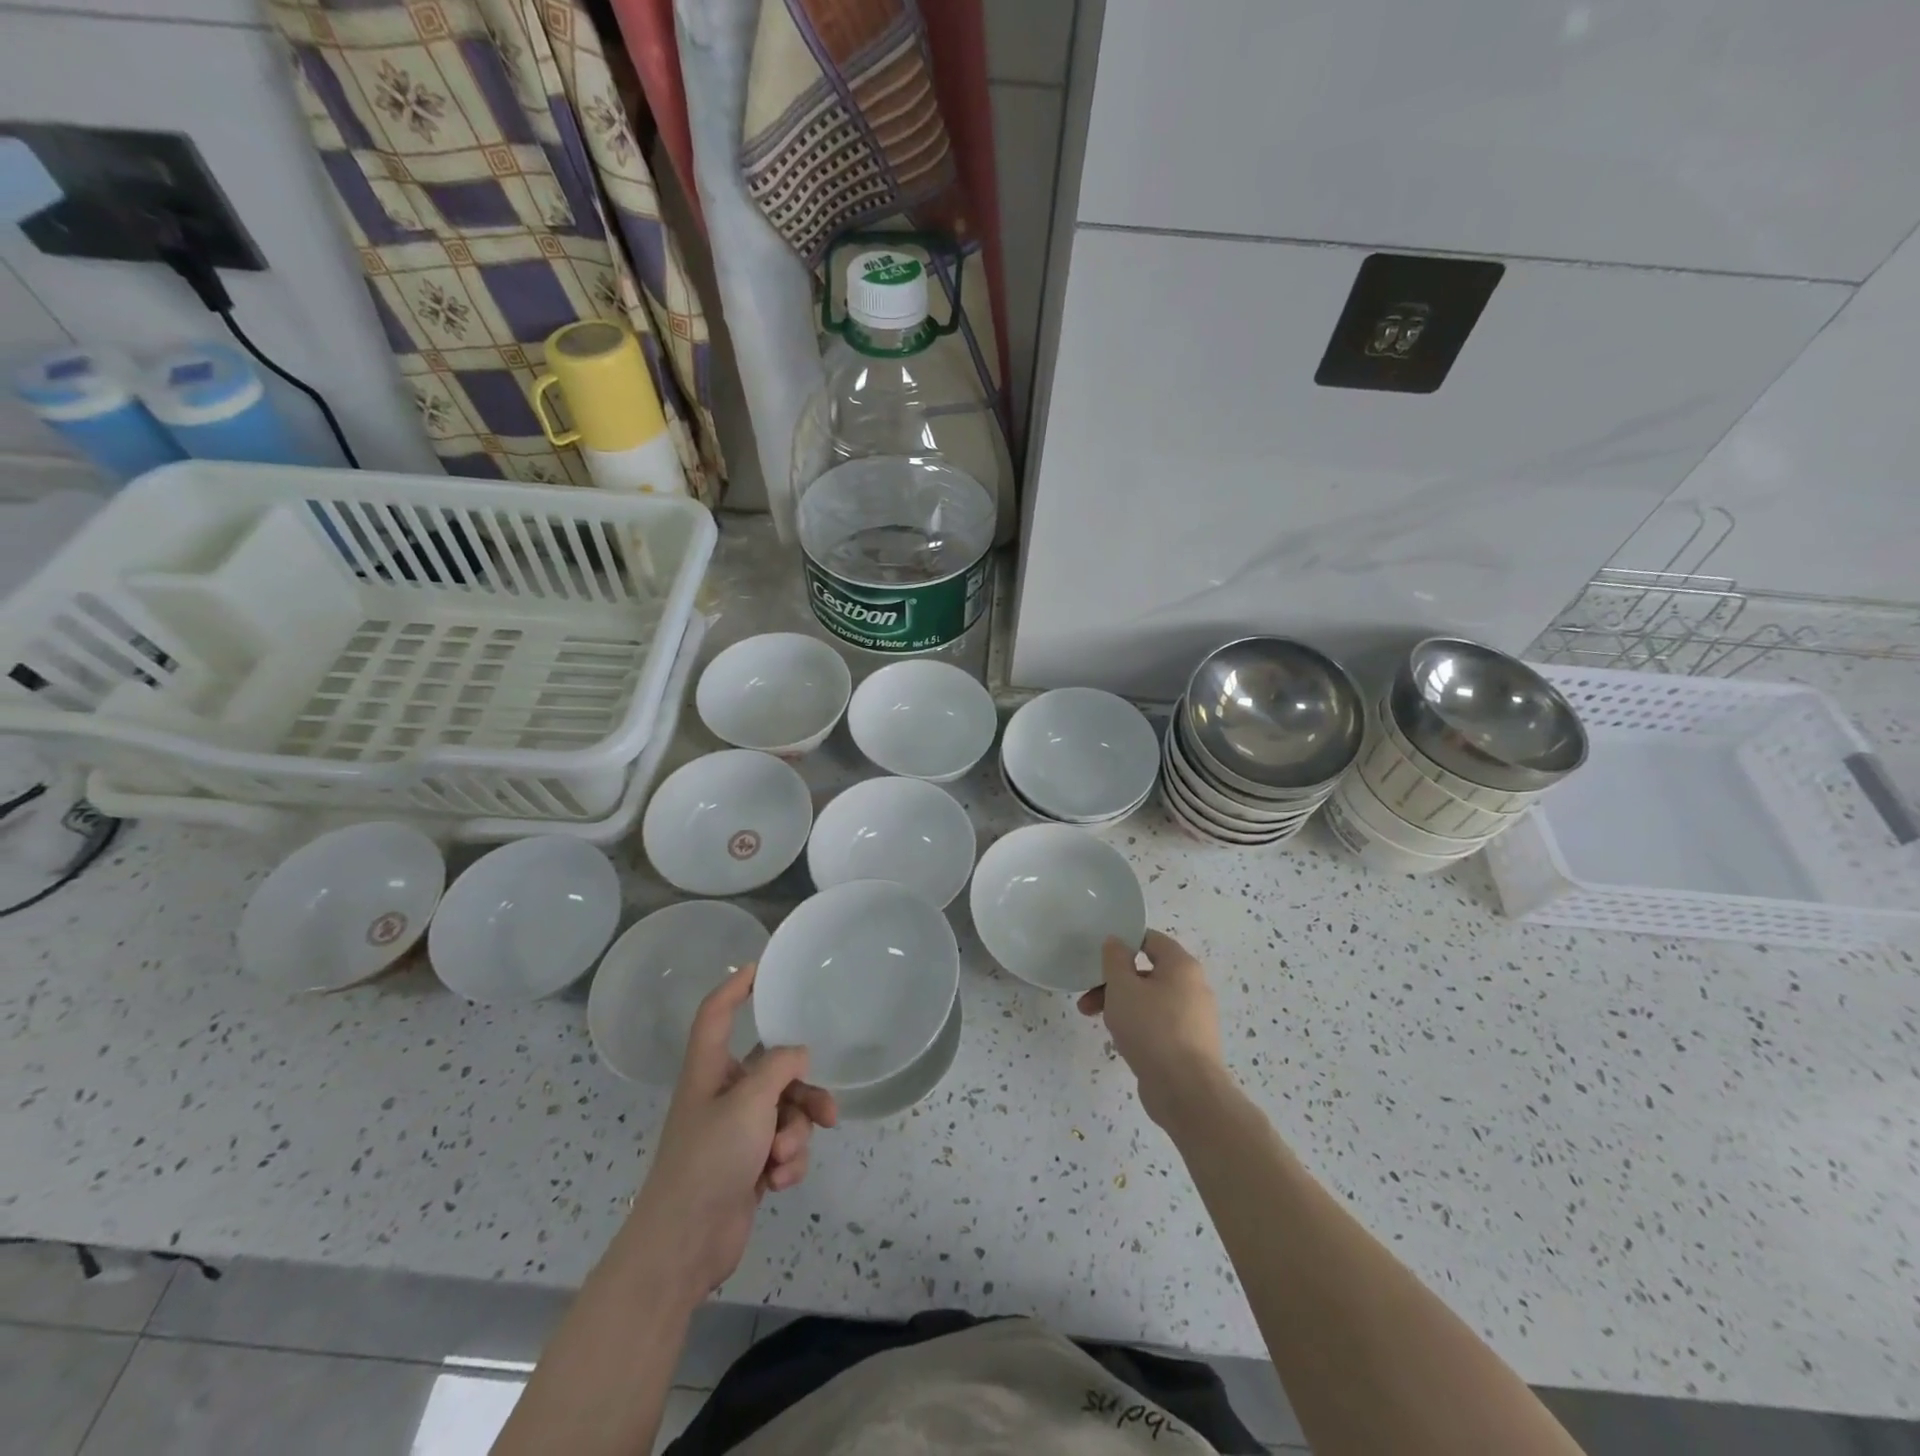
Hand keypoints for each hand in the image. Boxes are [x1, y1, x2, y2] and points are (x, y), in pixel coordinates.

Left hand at [629, 963, 836, 1299]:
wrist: (685, 1245)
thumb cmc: (710, 1159)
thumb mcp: (750, 1103)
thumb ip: (779, 1068)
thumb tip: (798, 1053)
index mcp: (708, 1070)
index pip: (716, 1014)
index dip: (735, 987)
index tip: (761, 967)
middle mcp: (722, 1094)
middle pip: (772, 1071)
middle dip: (802, 1093)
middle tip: (827, 1111)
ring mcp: (735, 1132)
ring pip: (785, 1112)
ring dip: (795, 1134)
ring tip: (786, 1159)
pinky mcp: (747, 1164)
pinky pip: (782, 1146)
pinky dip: (787, 1162)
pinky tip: (778, 1182)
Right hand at [1078, 929, 1227, 1128]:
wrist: (1186, 1091)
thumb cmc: (1152, 1028)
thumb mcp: (1122, 987)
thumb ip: (1115, 959)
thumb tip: (1117, 941)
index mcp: (1182, 966)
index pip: (1151, 939)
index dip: (1123, 943)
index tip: (1099, 957)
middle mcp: (1193, 986)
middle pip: (1147, 972)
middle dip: (1114, 983)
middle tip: (1087, 998)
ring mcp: (1194, 1018)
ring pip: (1150, 1000)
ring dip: (1121, 1005)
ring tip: (1096, 1021)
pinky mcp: (1189, 1044)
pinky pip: (1159, 1024)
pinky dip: (1138, 1026)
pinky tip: (1122, 1041)